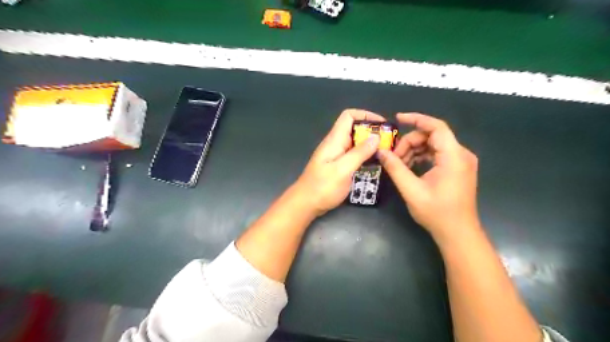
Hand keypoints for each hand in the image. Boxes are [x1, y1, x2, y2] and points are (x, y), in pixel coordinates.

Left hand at [293, 109, 382, 215]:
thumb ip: (359, 153)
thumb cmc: (322, 187)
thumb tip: (376, 136)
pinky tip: (375, 162)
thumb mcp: (343, 170)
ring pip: (355, 142)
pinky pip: (353, 154)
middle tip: (389, 141)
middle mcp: (335, 144)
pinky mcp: (338, 165)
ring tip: (386, 151)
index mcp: (334, 140)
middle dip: (372, 131)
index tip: (382, 125)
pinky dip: (365, 155)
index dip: (365, 115)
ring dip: (370, 144)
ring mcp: (336, 155)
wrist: (305, 204)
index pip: (348, 116)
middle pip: (354, 128)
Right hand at [378, 112, 481, 243]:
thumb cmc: (436, 213)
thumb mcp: (411, 190)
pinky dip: (422, 157)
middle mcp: (461, 154)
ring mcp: (461, 161)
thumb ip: (395, 168)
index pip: (436, 127)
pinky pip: (437, 154)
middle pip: (432, 136)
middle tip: (393, 157)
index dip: (416, 119)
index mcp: (453, 157)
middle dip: (410, 142)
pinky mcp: (458, 168)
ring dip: (414, 150)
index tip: (397, 118)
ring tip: (399, 164)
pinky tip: (409, 167)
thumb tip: (381, 152)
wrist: (458, 233)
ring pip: (433, 144)